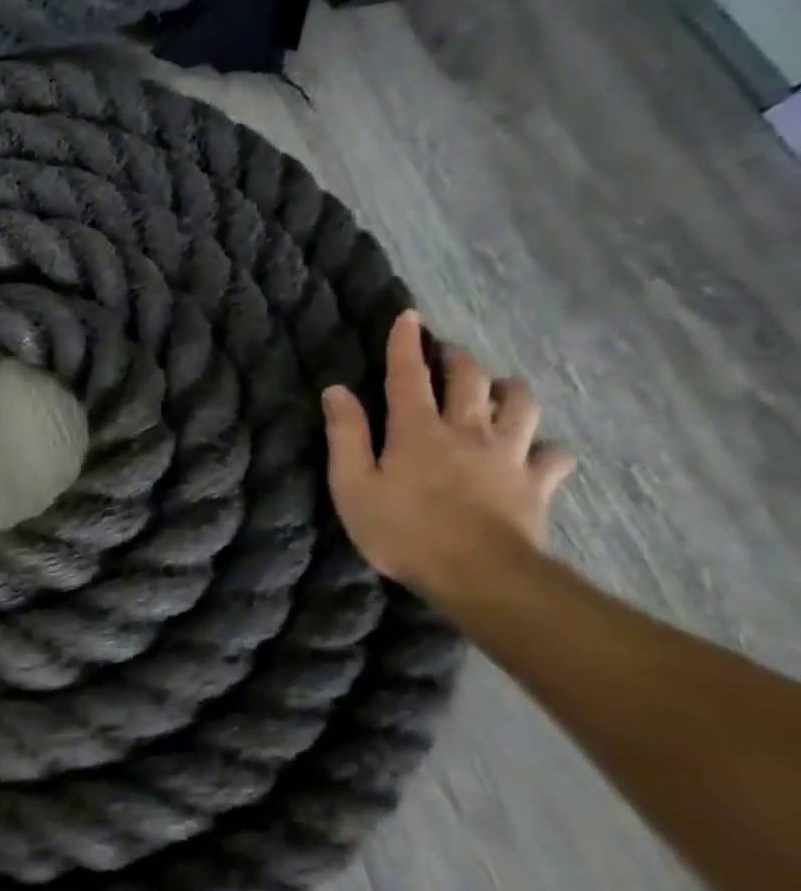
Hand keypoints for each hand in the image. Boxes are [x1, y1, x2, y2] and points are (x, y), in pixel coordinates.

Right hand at [322, 310, 575, 599]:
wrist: (478, 574)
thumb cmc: (401, 529)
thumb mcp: (352, 484)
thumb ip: (346, 435)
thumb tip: (336, 390)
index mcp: (417, 429)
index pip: (408, 375)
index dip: (405, 344)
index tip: (408, 316)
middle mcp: (467, 430)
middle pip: (470, 380)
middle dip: (457, 359)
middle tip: (447, 354)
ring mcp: (509, 455)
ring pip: (520, 404)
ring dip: (506, 390)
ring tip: (496, 390)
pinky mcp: (537, 484)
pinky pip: (552, 454)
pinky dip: (543, 446)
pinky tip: (534, 450)